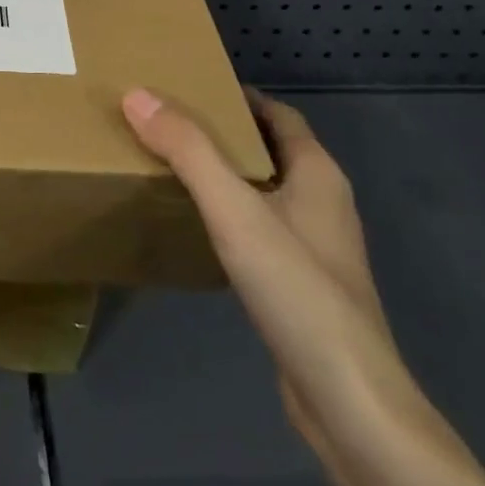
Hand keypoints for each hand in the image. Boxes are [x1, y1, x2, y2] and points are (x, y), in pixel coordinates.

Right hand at [121, 86, 425, 460]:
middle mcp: (323, 204)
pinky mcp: (303, 286)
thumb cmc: (296, 289)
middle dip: (225, 132)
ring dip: (227, 174)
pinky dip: (230, 214)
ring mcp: (317, 249)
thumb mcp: (234, 209)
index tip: (190, 85)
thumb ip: (187, 150)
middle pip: (271, 150)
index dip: (239, 96)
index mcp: (318, 175)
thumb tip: (137, 94)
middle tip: (169, 122)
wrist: (348, 400)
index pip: (279, 115)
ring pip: (266, 191)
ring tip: (173, 166)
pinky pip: (262, 229)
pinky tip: (198, 227)